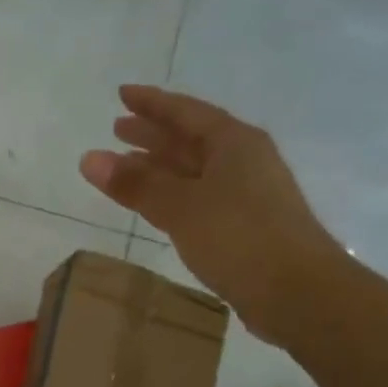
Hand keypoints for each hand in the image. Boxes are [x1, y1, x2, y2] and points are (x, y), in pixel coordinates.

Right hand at [79, 85, 341, 342]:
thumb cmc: (239, 238)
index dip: (152, 103)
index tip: (121, 94)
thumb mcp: (181, 207)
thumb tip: (89, 158)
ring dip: (158, 167)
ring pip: (192, 171)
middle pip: (190, 139)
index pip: (185, 112)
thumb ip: (135, 184)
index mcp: (233, 143)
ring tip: (124, 166)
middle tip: (116, 129)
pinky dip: (170, 195)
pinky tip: (155, 205)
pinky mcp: (242, 226)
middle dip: (153, 134)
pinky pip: (196, 198)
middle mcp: (242, 161)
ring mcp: (244, 195)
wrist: (298, 292)